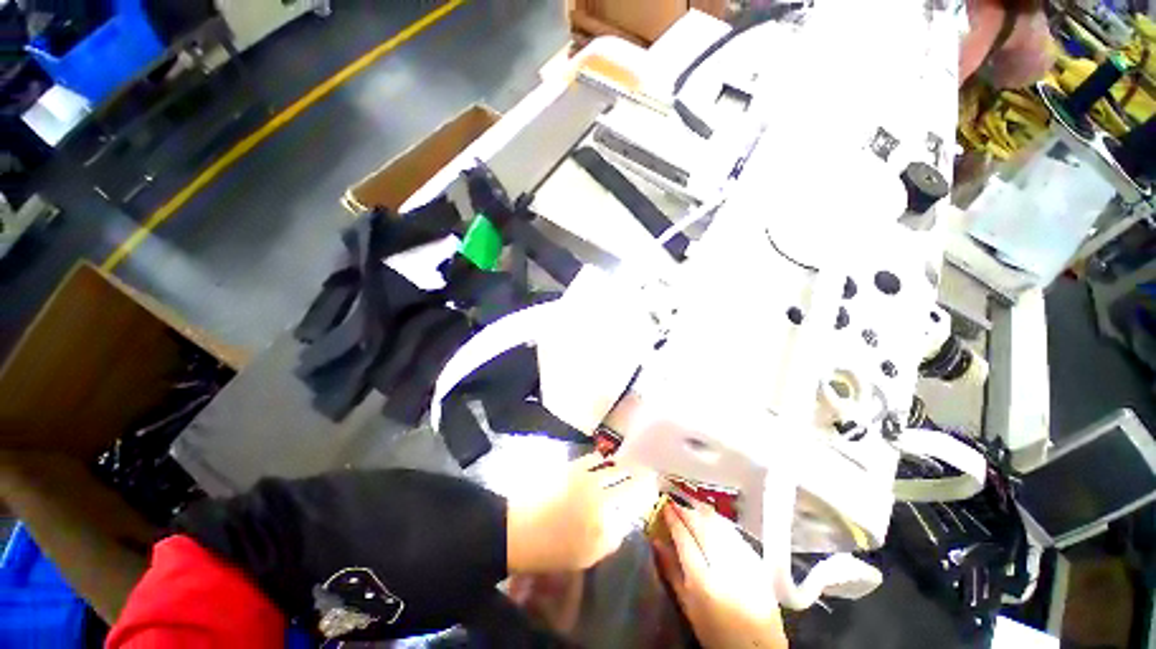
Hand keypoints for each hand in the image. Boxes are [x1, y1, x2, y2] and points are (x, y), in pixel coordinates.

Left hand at [506, 454, 657, 572]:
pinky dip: (604, 457)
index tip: (655, 483)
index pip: (632, 494)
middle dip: (638, 471)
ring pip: (610, 463)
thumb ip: (612, 537)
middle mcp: (596, 488)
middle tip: (649, 469)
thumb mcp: (589, 555)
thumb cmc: (554, 549)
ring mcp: (582, 474)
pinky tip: (608, 458)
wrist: (520, 530)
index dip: (645, 487)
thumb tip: (625, 520)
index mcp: (603, 511)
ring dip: (623, 462)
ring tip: (633, 461)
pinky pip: (592, 458)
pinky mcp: (570, 467)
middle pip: (623, 475)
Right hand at [653, 501, 786, 648]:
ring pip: (719, 525)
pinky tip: (713, 519)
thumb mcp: (687, 605)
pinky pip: (734, 533)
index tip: (665, 506)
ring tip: (692, 505)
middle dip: (687, 510)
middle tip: (676, 502)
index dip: (673, 519)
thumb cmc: (715, 631)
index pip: (684, 538)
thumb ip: (670, 571)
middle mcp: (723, 567)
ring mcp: (743, 562)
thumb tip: (656, 541)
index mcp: (702, 581)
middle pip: (702, 527)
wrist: (757, 648)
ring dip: (703, 511)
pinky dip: (720, 522)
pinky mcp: (757, 562)